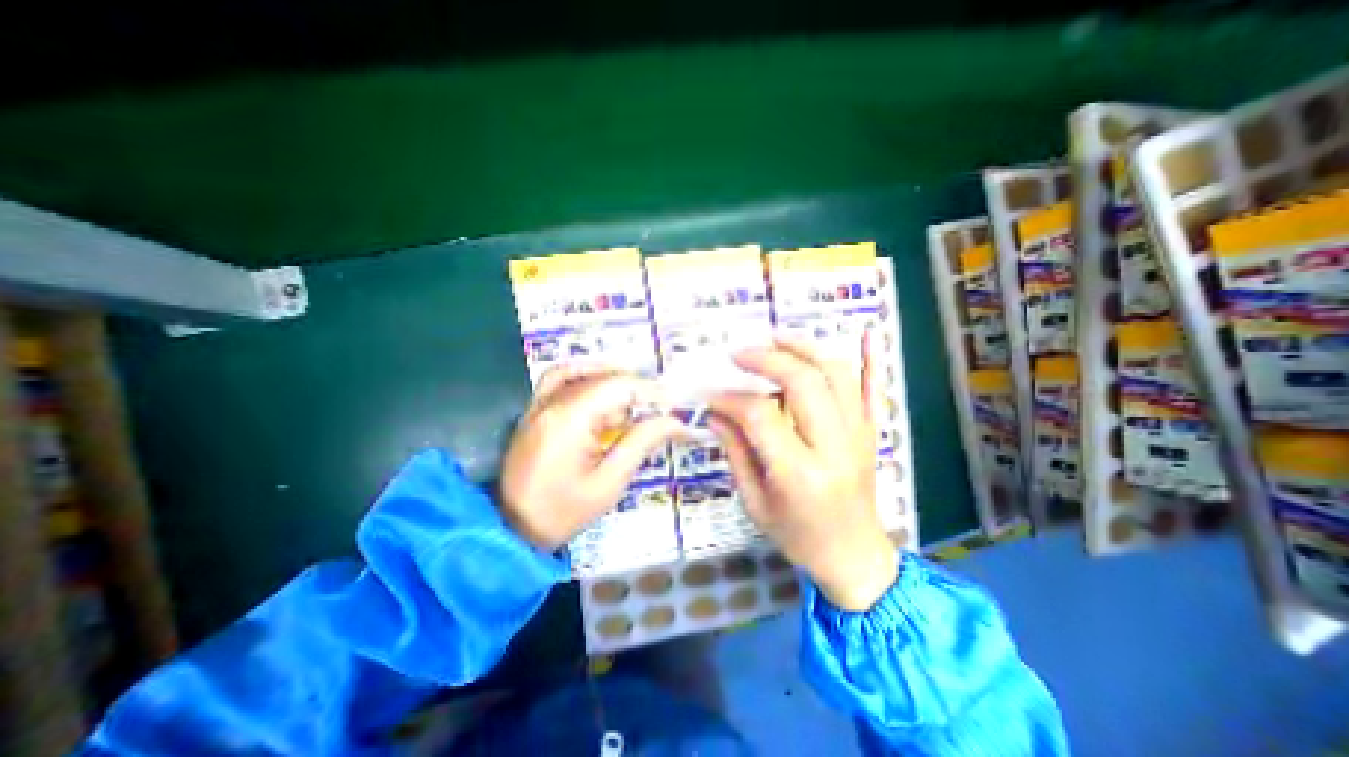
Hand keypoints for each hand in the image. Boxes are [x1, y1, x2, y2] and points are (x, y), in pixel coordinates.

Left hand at [499, 364, 685, 549]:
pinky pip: (559, 378)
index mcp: (569, 420)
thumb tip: (675, 421)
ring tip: (636, 399)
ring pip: (582, 372)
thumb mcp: (608, 484)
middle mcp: (551, 403)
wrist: (511, 531)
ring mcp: (538, 404)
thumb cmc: (562, 513)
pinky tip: (601, 388)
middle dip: (637, 389)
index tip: (675, 405)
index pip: (618, 386)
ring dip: (614, 380)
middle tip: (661, 408)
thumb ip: (641, 444)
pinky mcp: (534, 411)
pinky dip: (584, 376)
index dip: (651, 391)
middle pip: (602, 377)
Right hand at [708, 333, 894, 611]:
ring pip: (837, 374)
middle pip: (804, 382)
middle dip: (768, 359)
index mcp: (800, 474)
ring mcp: (859, 435)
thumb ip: (735, 452)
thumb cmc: (798, 537)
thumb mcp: (755, 502)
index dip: (731, 398)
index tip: (712, 394)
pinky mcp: (871, 431)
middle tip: (740, 353)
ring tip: (777, 339)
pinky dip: (868, 358)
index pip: (760, 416)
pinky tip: (861, 332)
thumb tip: (716, 412)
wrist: (854, 556)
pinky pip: (873, 387)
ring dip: (806, 348)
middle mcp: (834, 447)